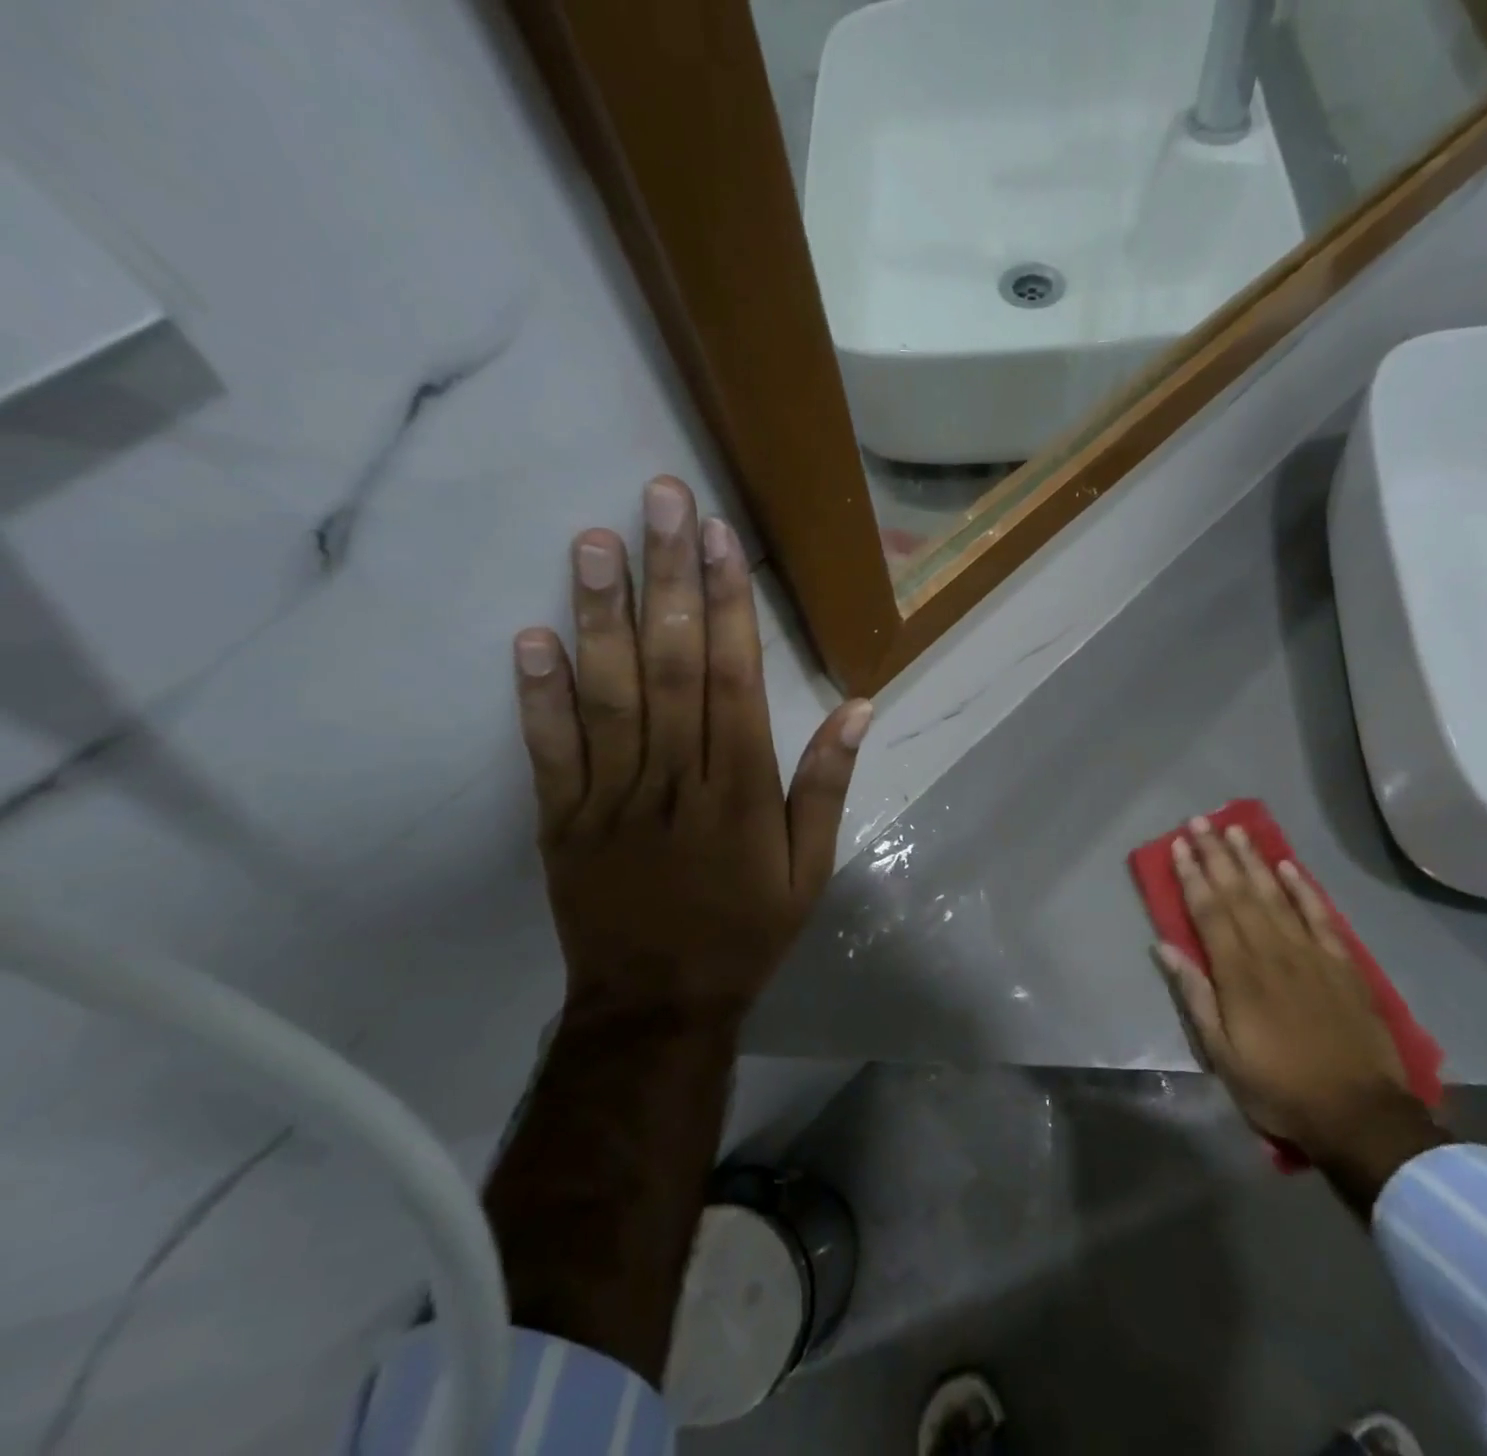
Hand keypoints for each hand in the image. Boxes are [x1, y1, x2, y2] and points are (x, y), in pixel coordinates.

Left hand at [511, 475, 871, 1030]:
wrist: (657, 1004)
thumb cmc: (746, 931)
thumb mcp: (810, 869)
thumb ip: (827, 785)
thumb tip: (860, 707)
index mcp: (741, 791)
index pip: (735, 679)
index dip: (727, 604)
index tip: (718, 537)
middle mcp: (677, 780)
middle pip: (672, 667)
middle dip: (668, 579)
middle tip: (657, 501)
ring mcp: (612, 798)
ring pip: (608, 695)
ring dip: (599, 616)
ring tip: (592, 543)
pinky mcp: (562, 820)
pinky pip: (550, 751)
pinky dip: (538, 695)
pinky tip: (530, 637)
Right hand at [1154, 817, 1419, 1164]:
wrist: (1359, 1114)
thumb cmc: (1279, 1087)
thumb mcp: (1222, 1054)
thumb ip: (1195, 996)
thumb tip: (1164, 948)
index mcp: (1238, 973)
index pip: (1209, 911)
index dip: (1192, 876)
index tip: (1178, 846)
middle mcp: (1271, 951)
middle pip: (1239, 892)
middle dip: (1216, 855)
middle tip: (1200, 822)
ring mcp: (1310, 953)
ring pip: (1275, 894)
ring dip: (1253, 860)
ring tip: (1236, 830)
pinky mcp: (1341, 963)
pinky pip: (1319, 915)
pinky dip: (1302, 888)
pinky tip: (1287, 865)